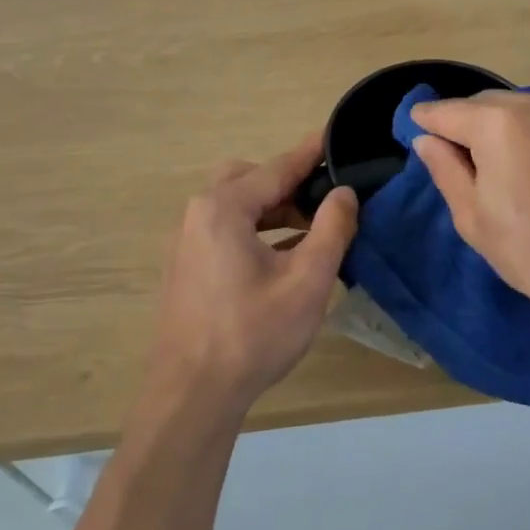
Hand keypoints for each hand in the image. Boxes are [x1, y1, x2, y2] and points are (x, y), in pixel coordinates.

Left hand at [147, 134, 358, 418]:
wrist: (192, 394)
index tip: (334, 135)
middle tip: (325, 197)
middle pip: (249, 179)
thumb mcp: (306, 281)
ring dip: (272, 209)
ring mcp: (186, 241)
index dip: (309, 154)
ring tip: (313, 226)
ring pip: (235, 206)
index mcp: (223, 208)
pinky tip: (284, 254)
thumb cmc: (253, 334)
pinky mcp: (186, 266)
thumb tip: (343, 193)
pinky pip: (224, 230)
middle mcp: (197, 214)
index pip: (276, 169)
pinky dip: (255, 229)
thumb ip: (330, 229)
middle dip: (287, 182)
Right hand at [411, 91, 529, 330]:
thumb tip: (427, 140)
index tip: (415, 126)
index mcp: (501, 125)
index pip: (448, 112)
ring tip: (500, 163)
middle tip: (457, 155)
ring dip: (502, 124)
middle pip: (486, 103)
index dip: (426, 120)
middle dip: (466, 122)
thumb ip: (446, 169)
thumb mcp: (474, 218)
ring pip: (522, 106)